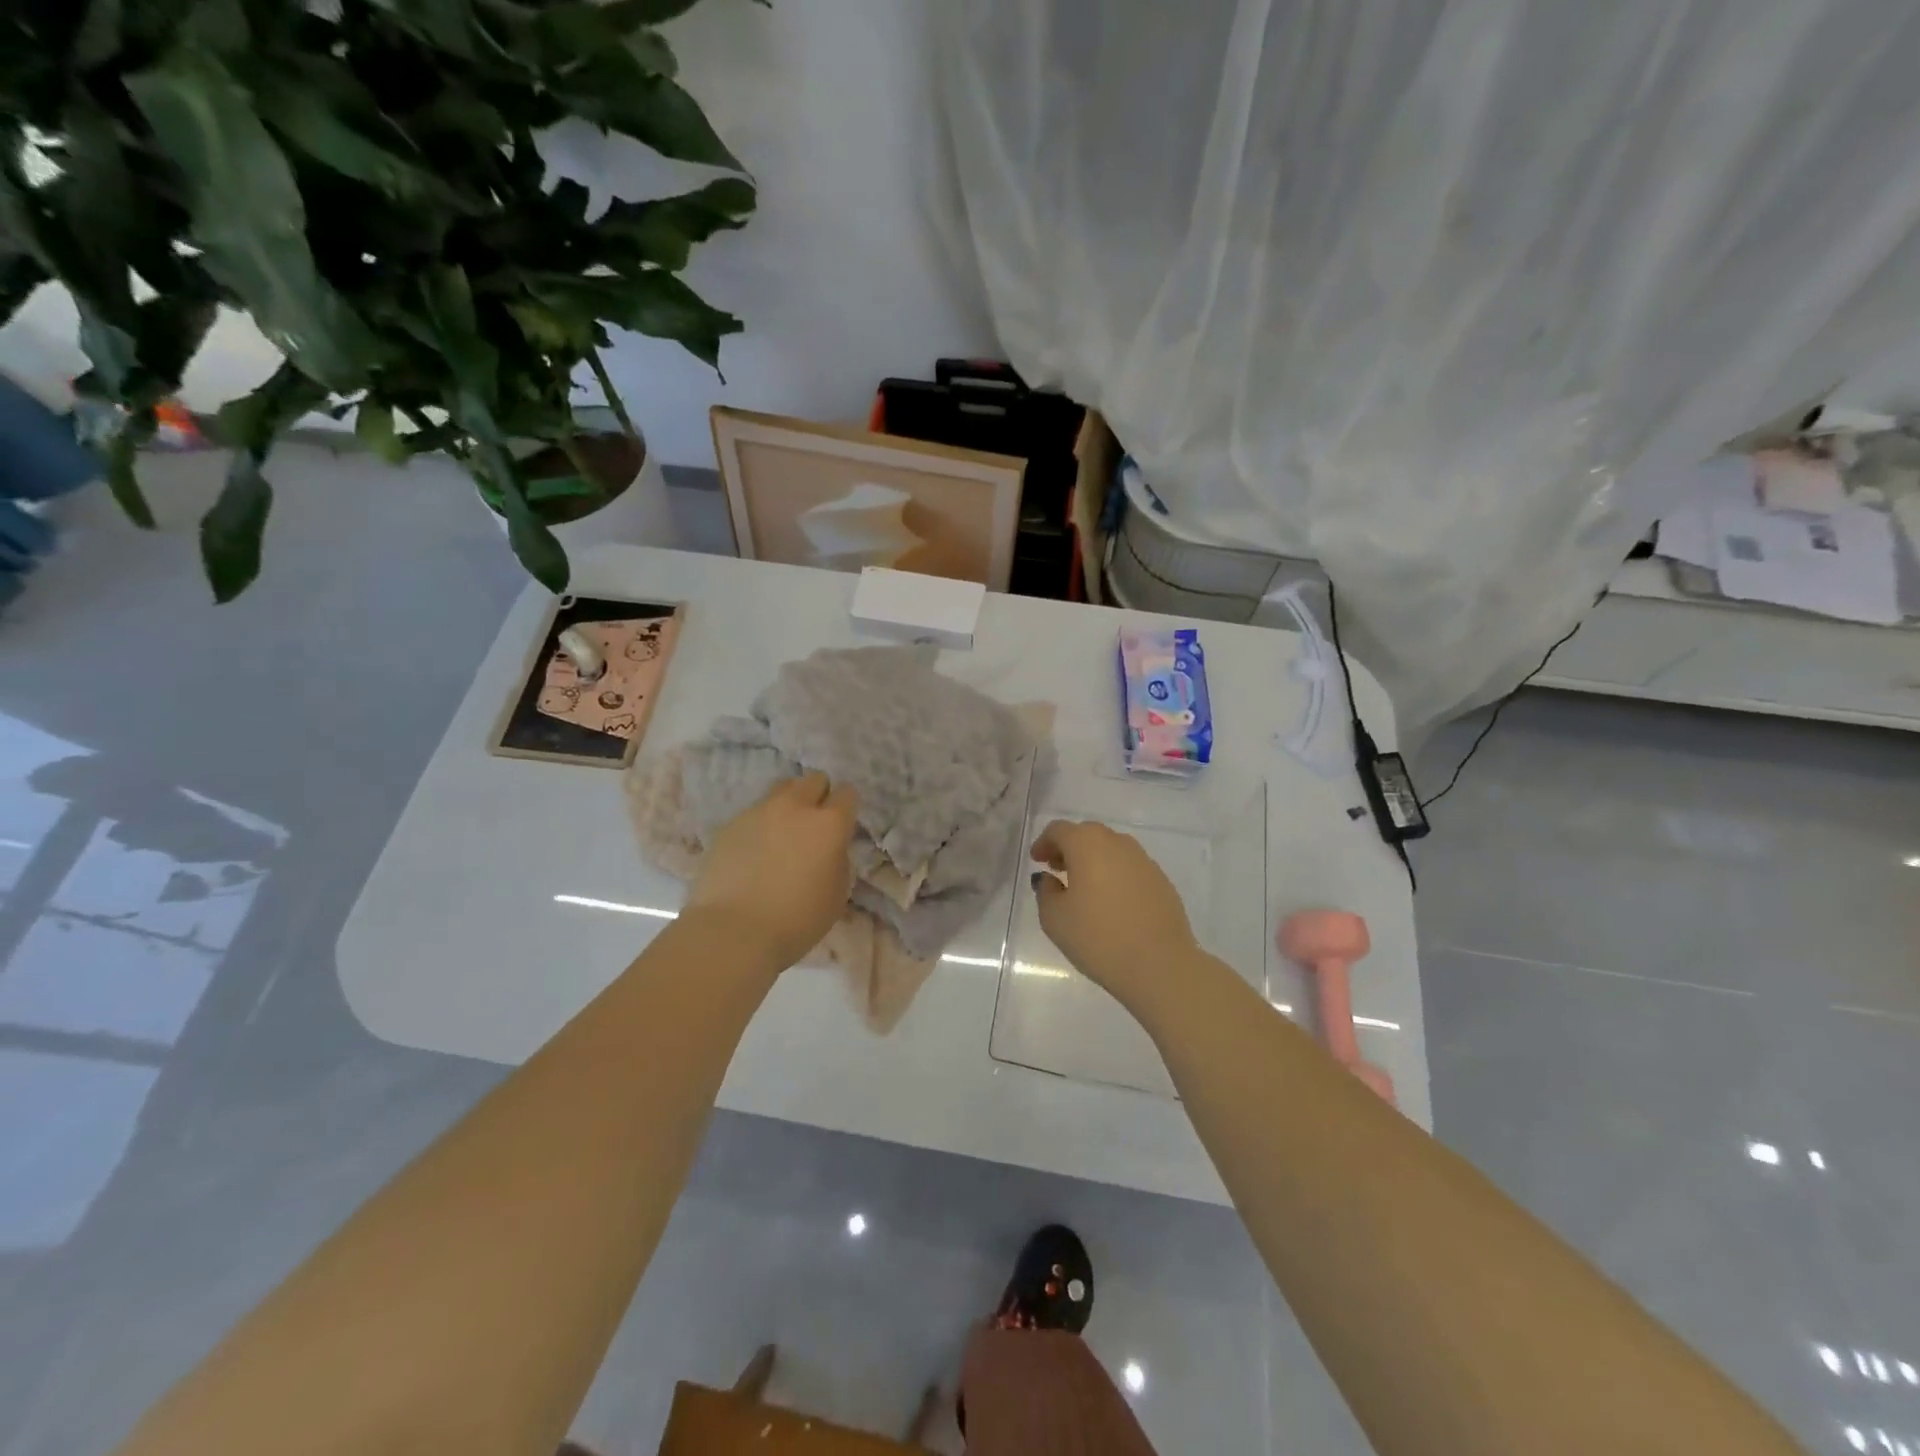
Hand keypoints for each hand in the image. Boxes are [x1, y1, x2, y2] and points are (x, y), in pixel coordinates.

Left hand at [687, 772, 859, 968]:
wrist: (734, 931)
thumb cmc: (797, 920)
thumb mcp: (837, 893)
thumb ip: (838, 859)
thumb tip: (829, 847)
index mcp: (828, 824)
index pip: (848, 793)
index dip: (847, 808)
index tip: (842, 825)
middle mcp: (795, 807)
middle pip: (814, 779)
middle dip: (818, 796)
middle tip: (813, 824)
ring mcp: (758, 811)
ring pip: (781, 789)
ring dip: (789, 804)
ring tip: (782, 833)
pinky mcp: (730, 824)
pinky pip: (754, 813)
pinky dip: (760, 825)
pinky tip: (754, 853)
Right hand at [1031, 820, 1197, 1006]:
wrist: (1160, 965)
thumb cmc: (1098, 938)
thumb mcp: (1055, 919)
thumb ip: (1046, 891)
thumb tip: (1049, 878)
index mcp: (1087, 844)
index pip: (1059, 830)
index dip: (1044, 843)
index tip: (1037, 861)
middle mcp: (1118, 843)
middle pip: (1087, 834)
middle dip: (1068, 848)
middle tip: (1056, 870)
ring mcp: (1144, 861)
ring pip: (1111, 849)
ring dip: (1093, 860)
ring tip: (1084, 887)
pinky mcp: (1162, 881)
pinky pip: (1130, 868)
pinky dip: (1115, 875)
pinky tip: (1111, 902)